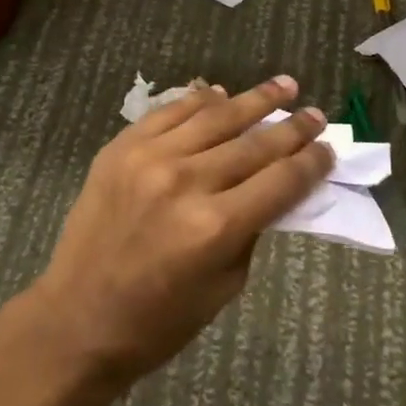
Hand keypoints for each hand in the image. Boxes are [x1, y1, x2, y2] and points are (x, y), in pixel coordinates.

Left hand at [24, 76, 332, 389]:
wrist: (77, 317)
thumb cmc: (158, 320)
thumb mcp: (224, 286)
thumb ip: (252, 230)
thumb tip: (275, 187)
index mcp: (216, 227)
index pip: (280, 181)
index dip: (311, 162)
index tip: (328, 148)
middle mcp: (186, 182)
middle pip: (254, 144)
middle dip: (291, 127)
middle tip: (315, 112)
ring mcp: (150, 158)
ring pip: (215, 117)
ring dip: (254, 100)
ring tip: (283, 85)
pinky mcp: (121, 147)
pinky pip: (170, 112)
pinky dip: (199, 100)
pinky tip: (220, 93)